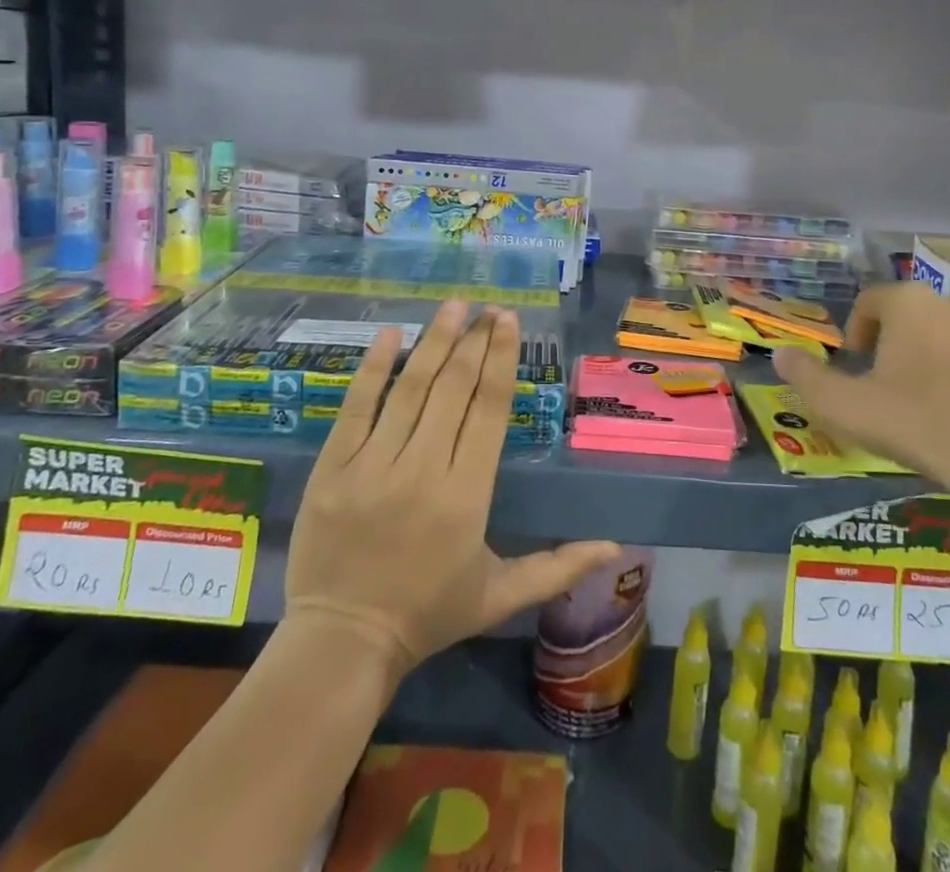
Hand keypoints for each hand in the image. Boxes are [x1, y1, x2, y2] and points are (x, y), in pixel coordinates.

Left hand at [284, 300, 620, 676]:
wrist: (342, 643)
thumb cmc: (429, 614)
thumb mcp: (501, 595)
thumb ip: (558, 567)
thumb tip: (616, 548)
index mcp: (467, 494)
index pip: (488, 409)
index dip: (500, 359)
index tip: (507, 321)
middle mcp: (422, 469)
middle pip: (453, 389)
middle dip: (474, 341)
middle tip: (487, 308)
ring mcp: (372, 466)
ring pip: (410, 389)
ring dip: (434, 341)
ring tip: (452, 306)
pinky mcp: (333, 468)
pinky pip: (356, 407)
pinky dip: (373, 368)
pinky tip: (389, 333)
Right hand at [772, 283, 949, 556]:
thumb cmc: (918, 425)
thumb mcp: (846, 408)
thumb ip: (806, 378)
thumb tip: (780, 354)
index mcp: (909, 303)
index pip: (870, 302)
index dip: (856, 332)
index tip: (856, 368)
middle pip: (910, 315)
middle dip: (894, 344)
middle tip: (888, 387)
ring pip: (947, 332)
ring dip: (932, 355)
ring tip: (928, 400)